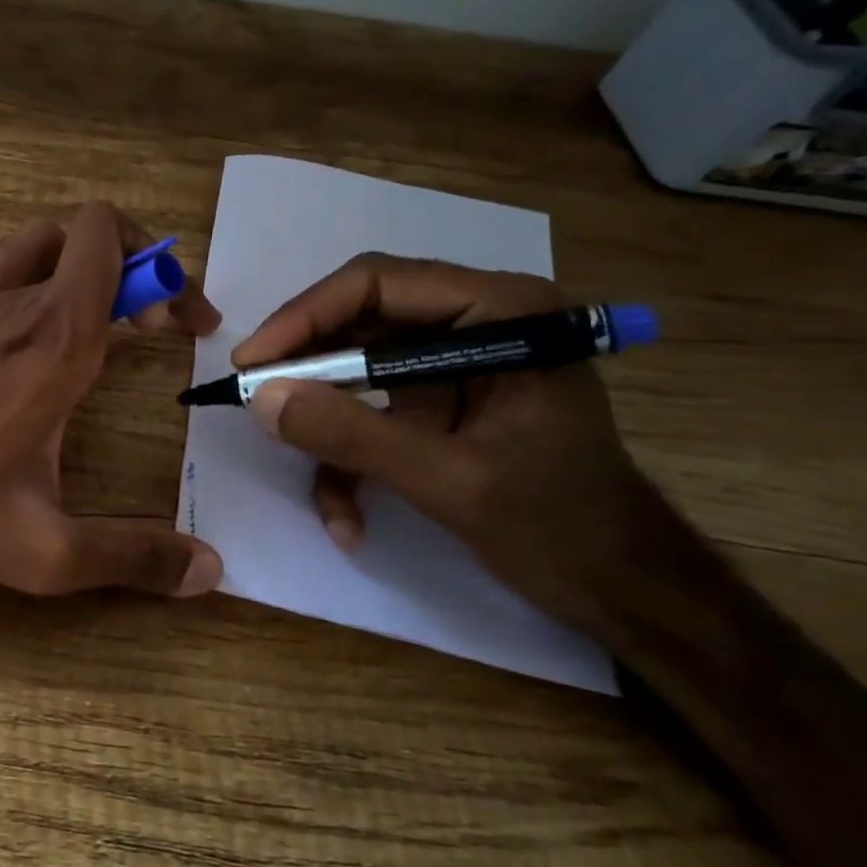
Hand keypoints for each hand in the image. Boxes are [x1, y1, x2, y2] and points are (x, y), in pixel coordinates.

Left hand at [0, 202, 225, 596]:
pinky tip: (23, 339)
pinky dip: (29, 280)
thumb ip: (128, 556)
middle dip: (130, 265)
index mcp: (53, 338)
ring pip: (37, 242)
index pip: (113, 244)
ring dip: (77, 267)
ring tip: (92, 325)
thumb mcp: (38, 549)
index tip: (183, 325)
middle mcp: (12, 299)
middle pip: (84, 233)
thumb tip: (210, 571)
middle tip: (142, 326)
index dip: (165, 270)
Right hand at [233, 253, 655, 628]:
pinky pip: (364, 414)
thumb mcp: (450, 481)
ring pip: (350, 372)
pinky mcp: (432, 403)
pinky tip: (348, 519)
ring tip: (312, 481)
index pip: (377, 283)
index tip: (251, 364)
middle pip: (355, 322)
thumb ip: (354, 436)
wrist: (615, 583)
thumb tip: (261, 398)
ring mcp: (449, 365)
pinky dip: (346, 463)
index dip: (303, 317)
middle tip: (254, 406)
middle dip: (304, 372)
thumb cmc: (559, 525)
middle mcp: (472, 323)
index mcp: (500, 313)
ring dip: (324, 429)